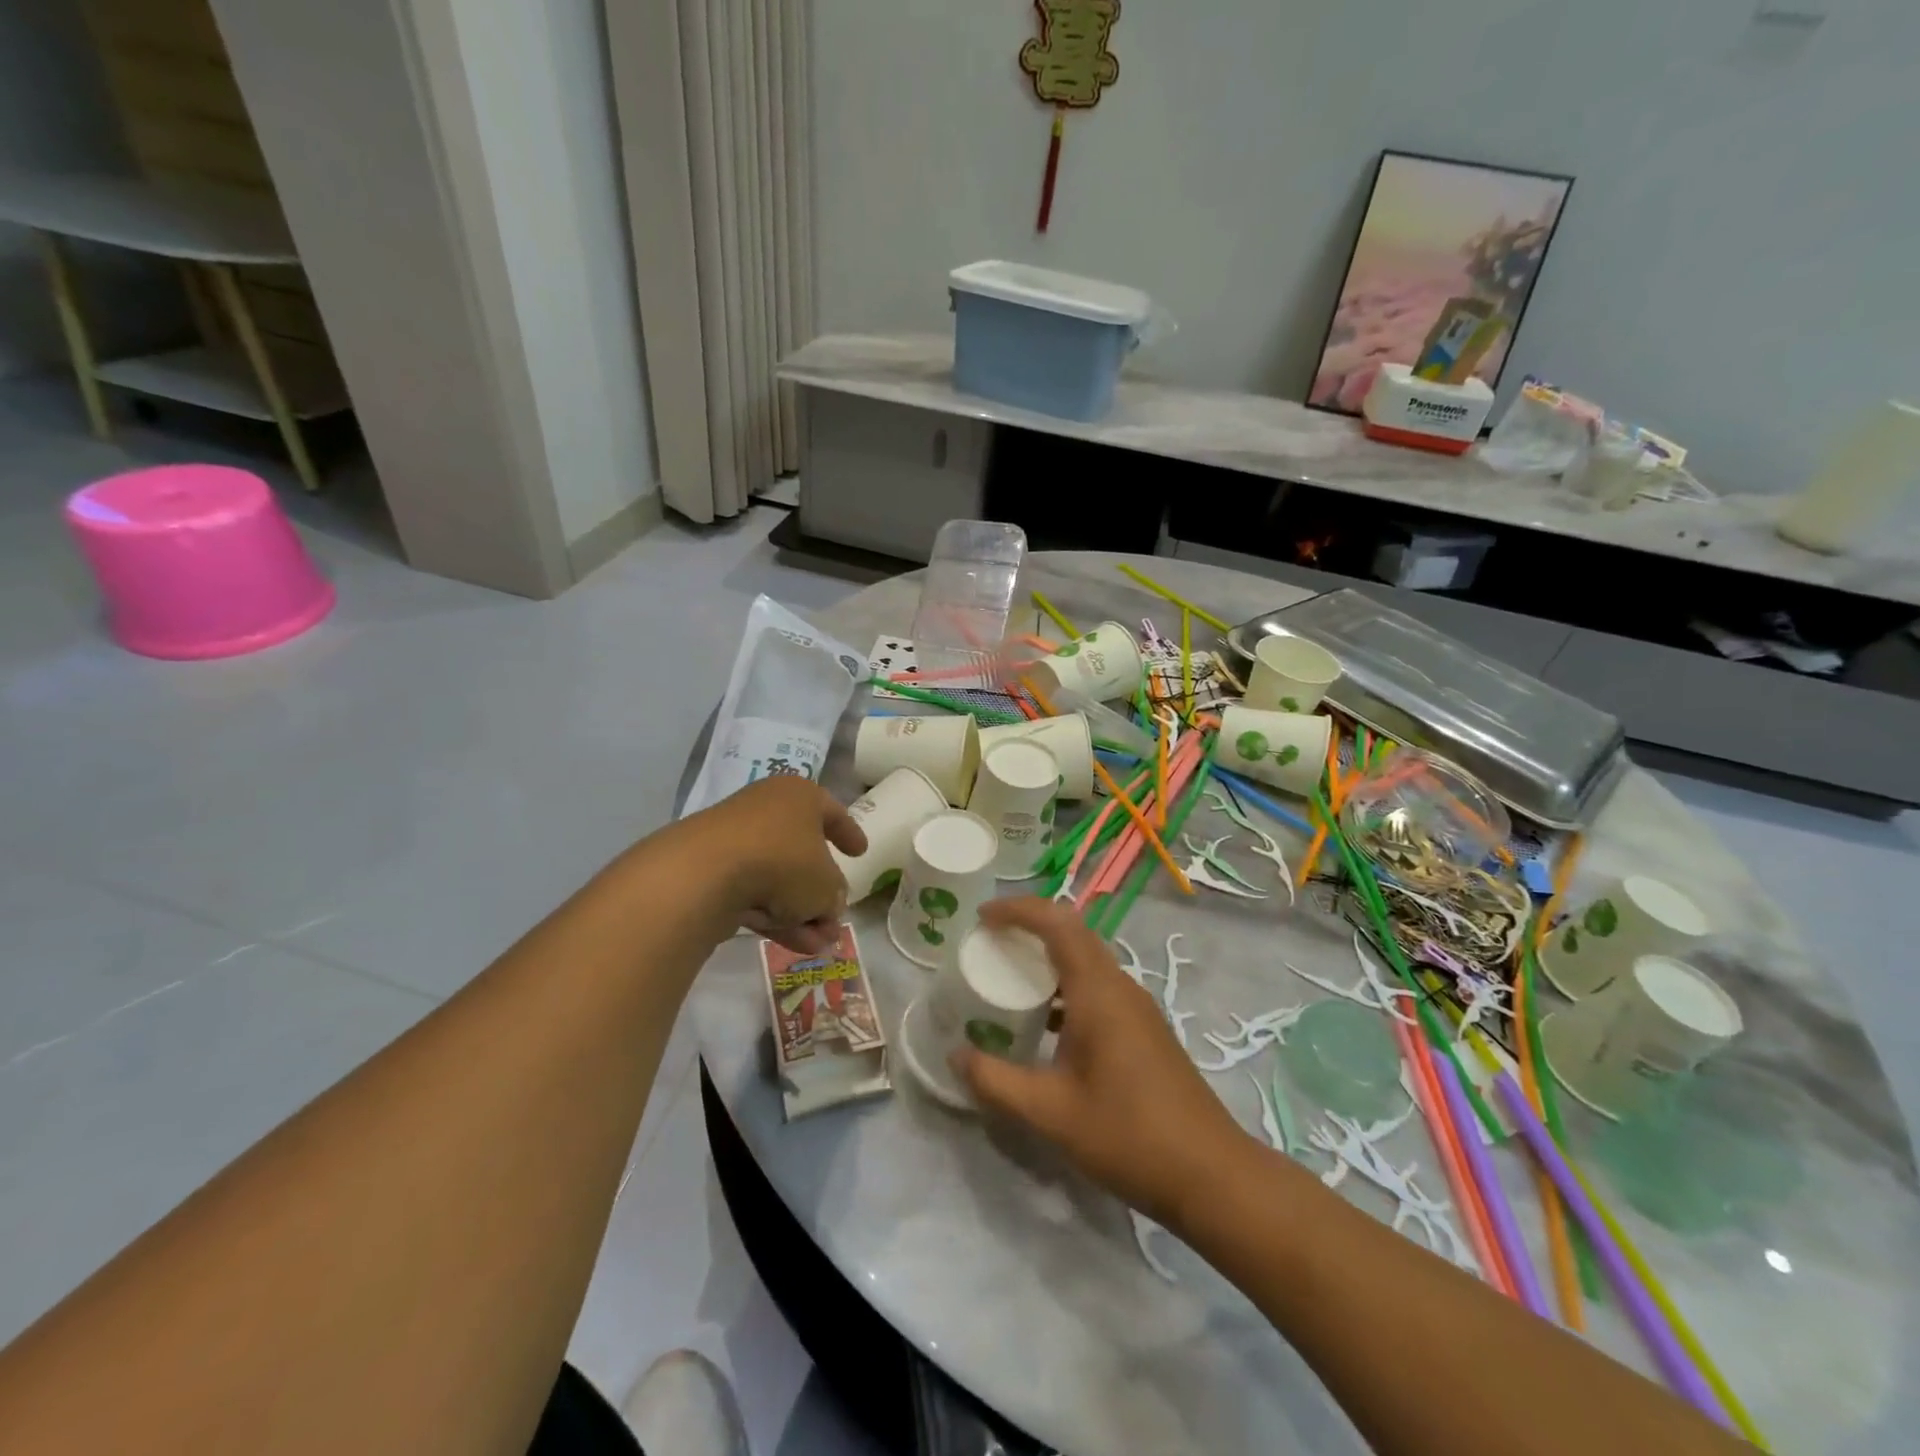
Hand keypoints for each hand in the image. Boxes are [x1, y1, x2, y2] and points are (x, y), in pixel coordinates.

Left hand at [688, 777, 865, 953]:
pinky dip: (773, 916)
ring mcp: (735, 839)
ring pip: (777, 879)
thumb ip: (835, 895)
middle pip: (803, 853)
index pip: (833, 812)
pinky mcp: (711, 869)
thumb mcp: (827, 885)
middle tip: (835, 918)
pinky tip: (791, 945)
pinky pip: (752, 892)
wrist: (706, 873)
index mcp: (800, 796)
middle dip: (821, 893)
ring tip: (819, 946)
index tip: (860, 853)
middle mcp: (767, 809)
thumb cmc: (784, 862)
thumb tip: (827, 905)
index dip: (850, 834)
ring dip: (800, 913)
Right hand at [951, 898, 1249, 1229]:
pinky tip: (1047, 1022)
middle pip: (1073, 932)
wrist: (1211, 1175)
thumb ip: (997, 1081)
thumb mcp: (1050, 1112)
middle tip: (989, 941)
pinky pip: (1098, 985)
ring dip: (1050, 954)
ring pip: (1088, 959)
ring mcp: (1137, 1007)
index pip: (1057, 922)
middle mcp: (1120, 986)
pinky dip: (1066, 984)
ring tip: (1010, 976)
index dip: (1018, 910)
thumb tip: (956, 1055)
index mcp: (1098, 991)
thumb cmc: (1128, 1135)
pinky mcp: (1144, 1028)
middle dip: (1030, 925)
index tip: (982, 917)